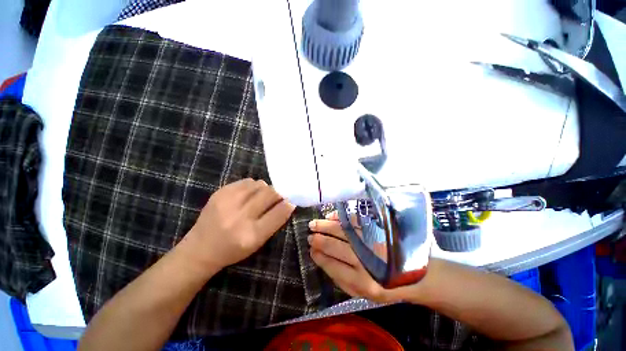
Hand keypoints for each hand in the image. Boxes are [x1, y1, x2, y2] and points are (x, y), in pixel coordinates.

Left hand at [185, 178, 295, 271]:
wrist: (199, 249)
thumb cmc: (233, 250)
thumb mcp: (258, 243)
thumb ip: (274, 222)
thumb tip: (288, 202)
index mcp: (252, 235)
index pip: (279, 213)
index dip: (288, 204)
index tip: (291, 201)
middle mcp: (240, 217)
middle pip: (270, 194)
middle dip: (278, 193)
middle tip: (278, 196)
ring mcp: (228, 202)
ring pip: (259, 184)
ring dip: (265, 189)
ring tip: (261, 197)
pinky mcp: (220, 193)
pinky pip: (247, 181)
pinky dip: (253, 186)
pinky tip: (249, 194)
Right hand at [308, 212, 413, 303]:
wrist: (420, 273)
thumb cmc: (388, 285)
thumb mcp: (364, 293)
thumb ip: (341, 279)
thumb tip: (321, 258)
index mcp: (362, 282)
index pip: (332, 264)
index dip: (318, 255)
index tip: (310, 249)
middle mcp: (366, 260)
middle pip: (334, 245)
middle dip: (318, 239)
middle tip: (309, 234)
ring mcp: (372, 241)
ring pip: (341, 230)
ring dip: (325, 226)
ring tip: (314, 224)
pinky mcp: (379, 228)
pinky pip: (354, 220)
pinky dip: (340, 217)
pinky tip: (331, 217)